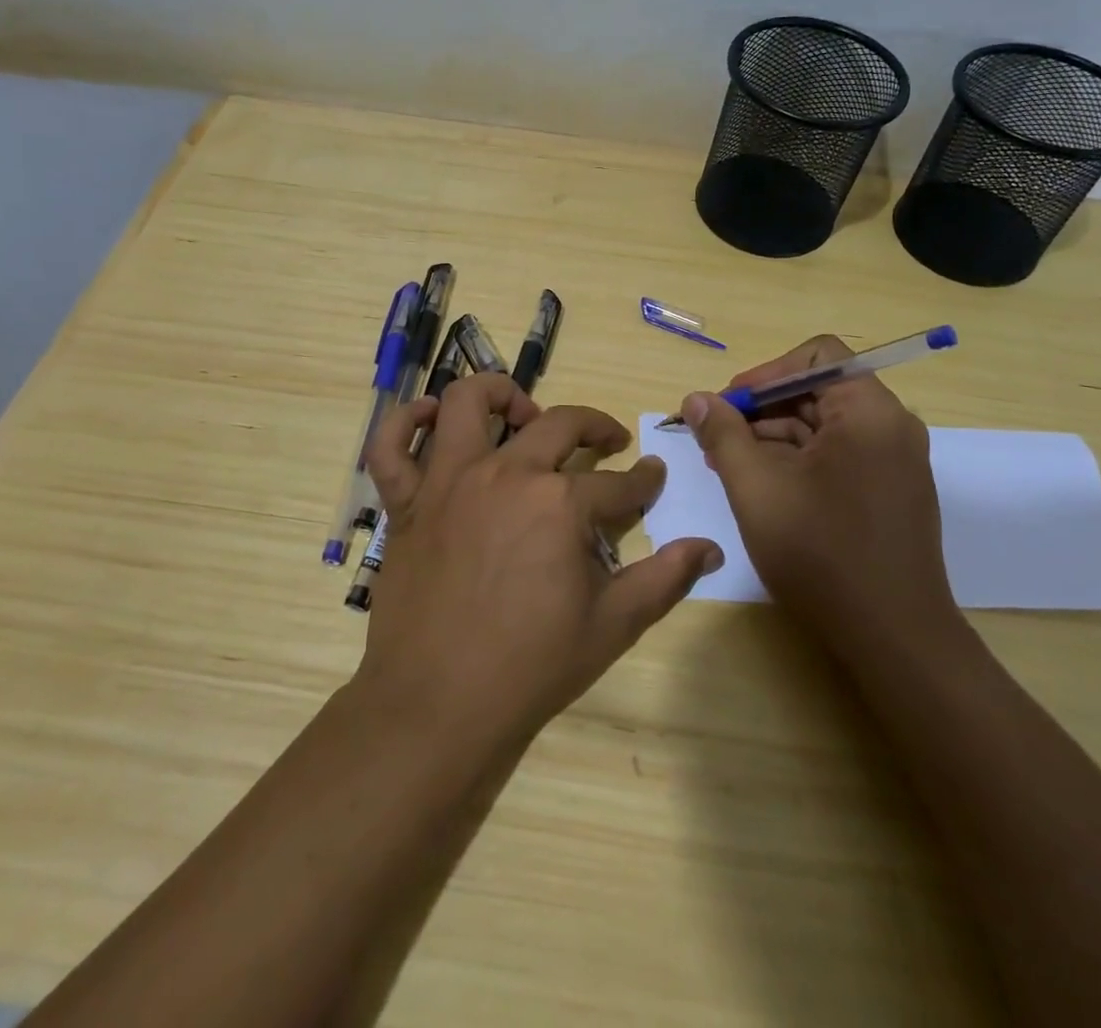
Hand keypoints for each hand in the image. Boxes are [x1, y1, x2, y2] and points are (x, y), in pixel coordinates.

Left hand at [358, 372, 722, 743]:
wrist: (439, 705)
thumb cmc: (531, 666)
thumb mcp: (613, 625)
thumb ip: (665, 578)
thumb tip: (711, 547)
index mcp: (559, 503)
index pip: (618, 482)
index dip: (644, 480)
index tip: (653, 476)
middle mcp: (505, 474)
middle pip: (559, 424)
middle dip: (595, 426)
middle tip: (607, 442)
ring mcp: (449, 482)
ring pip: (468, 404)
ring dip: (501, 395)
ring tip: (523, 413)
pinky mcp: (407, 502)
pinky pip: (390, 446)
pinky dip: (404, 422)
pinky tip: (430, 420)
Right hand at [680, 335, 965, 666]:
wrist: (894, 640)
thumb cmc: (821, 555)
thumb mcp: (756, 488)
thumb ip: (723, 435)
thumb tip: (696, 399)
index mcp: (869, 413)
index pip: (817, 355)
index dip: (766, 372)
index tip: (729, 405)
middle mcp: (890, 427)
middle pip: (818, 389)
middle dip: (762, 408)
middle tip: (717, 437)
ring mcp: (894, 461)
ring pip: (824, 425)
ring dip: (773, 435)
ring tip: (728, 464)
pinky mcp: (890, 491)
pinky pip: (838, 454)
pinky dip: (797, 460)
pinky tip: (762, 486)